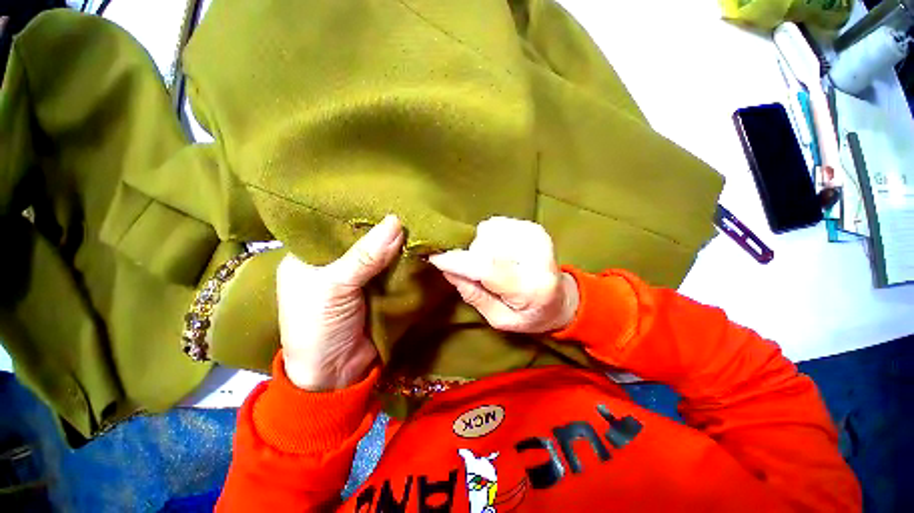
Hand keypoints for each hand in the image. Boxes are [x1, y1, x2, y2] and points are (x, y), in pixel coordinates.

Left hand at [276, 215, 403, 390]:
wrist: (335, 376)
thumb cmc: (318, 328)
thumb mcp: (333, 287)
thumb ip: (364, 256)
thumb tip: (396, 222)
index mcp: (309, 257)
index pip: (333, 225)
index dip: (357, 212)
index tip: (383, 194)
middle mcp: (334, 263)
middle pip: (362, 238)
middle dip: (382, 226)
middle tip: (407, 204)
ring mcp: (359, 277)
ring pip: (381, 253)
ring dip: (398, 242)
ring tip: (419, 218)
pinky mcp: (379, 290)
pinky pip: (394, 270)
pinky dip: (405, 260)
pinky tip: (419, 243)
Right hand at [428, 217, 578, 333]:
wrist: (562, 298)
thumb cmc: (530, 315)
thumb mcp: (500, 319)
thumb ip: (474, 294)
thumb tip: (448, 269)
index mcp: (532, 288)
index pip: (487, 268)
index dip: (457, 261)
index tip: (434, 257)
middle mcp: (538, 257)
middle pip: (485, 245)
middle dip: (470, 257)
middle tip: (476, 273)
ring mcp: (537, 237)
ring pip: (488, 231)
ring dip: (480, 247)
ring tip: (492, 263)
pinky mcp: (533, 227)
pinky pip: (496, 224)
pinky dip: (490, 238)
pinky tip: (500, 252)